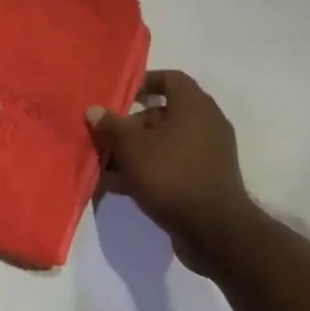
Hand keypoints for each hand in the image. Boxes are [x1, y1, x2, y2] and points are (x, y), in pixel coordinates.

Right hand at [88, 71, 256, 269]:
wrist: (215, 232)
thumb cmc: (172, 175)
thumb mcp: (133, 148)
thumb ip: (111, 126)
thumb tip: (94, 110)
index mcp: (194, 105)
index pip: (170, 78)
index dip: (144, 82)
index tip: (120, 96)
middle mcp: (205, 124)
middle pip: (161, 115)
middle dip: (129, 126)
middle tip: (103, 138)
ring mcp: (206, 154)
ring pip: (162, 144)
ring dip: (133, 153)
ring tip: (102, 166)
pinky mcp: (203, 181)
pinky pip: (170, 167)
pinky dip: (146, 171)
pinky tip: (116, 186)